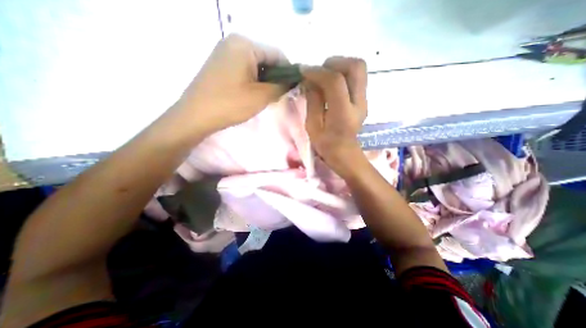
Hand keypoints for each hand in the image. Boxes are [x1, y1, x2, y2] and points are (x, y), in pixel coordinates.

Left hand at [176, 34, 290, 135]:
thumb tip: (292, 82)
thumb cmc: (230, 104)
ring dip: (264, 81)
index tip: (293, 89)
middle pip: (266, 59)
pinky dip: (253, 81)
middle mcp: (234, 42)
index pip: (278, 55)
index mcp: (245, 44)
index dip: (288, 72)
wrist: (196, 116)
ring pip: (256, 66)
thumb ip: (281, 87)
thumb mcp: (261, 96)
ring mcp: (225, 53)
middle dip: (275, 78)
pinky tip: (252, 95)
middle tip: (278, 96)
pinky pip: (245, 70)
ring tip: (265, 98)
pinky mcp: (220, 64)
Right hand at [302, 58, 363, 177]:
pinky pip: (356, 77)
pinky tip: (332, 83)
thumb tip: (310, 80)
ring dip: (340, 66)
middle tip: (319, 71)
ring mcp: (364, 99)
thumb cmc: (325, 144)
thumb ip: (312, 101)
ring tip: (325, 75)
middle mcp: (359, 102)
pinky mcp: (363, 99)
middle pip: (355, 66)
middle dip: (334, 62)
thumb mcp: (312, 126)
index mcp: (343, 113)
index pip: (335, 82)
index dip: (318, 72)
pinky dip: (343, 73)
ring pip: (359, 68)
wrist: (344, 152)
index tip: (304, 71)